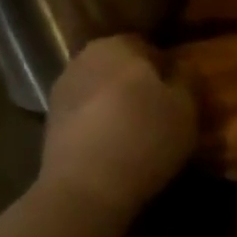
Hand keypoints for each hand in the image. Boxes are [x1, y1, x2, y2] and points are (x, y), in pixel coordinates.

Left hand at [40, 36, 196, 220]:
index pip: (150, 47)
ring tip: (141, 136)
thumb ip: (187, 78)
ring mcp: (61, 94)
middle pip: (122, 69)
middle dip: (140, 86)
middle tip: (164, 114)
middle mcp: (83, 60)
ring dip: (119, 107)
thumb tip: (180, 69)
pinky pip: (87, 118)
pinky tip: (117, 150)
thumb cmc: (144, 136)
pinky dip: (101, 127)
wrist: (84, 191)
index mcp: (117, 44)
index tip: (181, 95)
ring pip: (103, 93)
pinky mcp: (48, 128)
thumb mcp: (186, 105)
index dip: (169, 71)